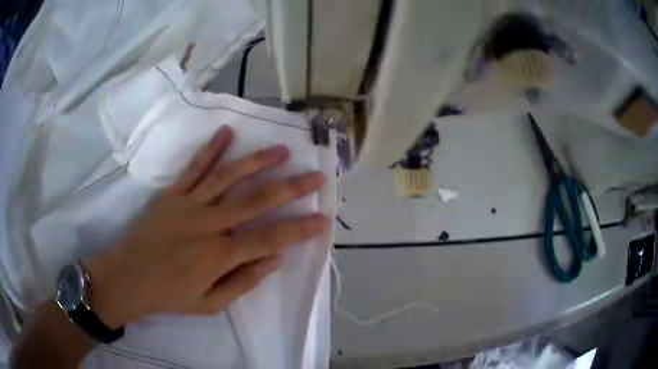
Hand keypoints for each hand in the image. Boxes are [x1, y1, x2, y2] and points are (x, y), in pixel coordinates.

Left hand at [84, 126, 328, 328]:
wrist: (127, 277)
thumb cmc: (168, 295)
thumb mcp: (210, 304)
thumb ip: (243, 282)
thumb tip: (275, 259)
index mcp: (219, 255)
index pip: (270, 239)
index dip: (299, 229)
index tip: (322, 219)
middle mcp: (208, 224)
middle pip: (256, 201)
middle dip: (290, 188)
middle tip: (315, 175)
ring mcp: (188, 204)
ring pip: (228, 177)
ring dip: (257, 161)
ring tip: (281, 150)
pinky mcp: (171, 194)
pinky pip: (194, 168)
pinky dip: (211, 150)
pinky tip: (226, 133)